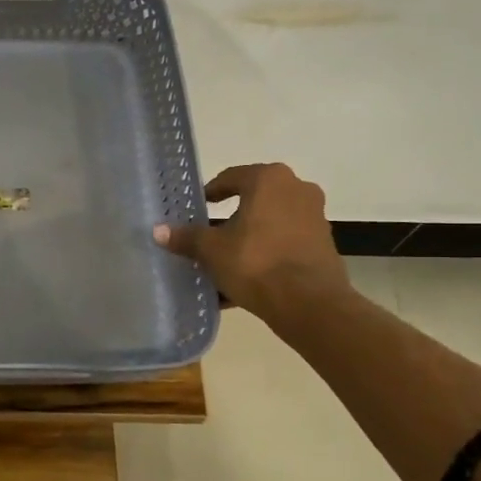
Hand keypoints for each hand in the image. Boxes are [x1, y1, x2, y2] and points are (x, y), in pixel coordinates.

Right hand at [154, 163, 352, 330]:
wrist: (309, 303)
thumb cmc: (255, 263)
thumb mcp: (211, 250)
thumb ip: (186, 238)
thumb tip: (158, 231)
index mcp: (269, 180)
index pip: (232, 177)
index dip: (211, 192)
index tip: (198, 207)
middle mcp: (297, 190)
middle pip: (254, 199)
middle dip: (232, 216)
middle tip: (210, 233)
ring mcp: (314, 217)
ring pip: (270, 223)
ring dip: (249, 237)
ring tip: (226, 260)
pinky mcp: (322, 244)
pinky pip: (284, 244)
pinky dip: (265, 254)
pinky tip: (246, 279)